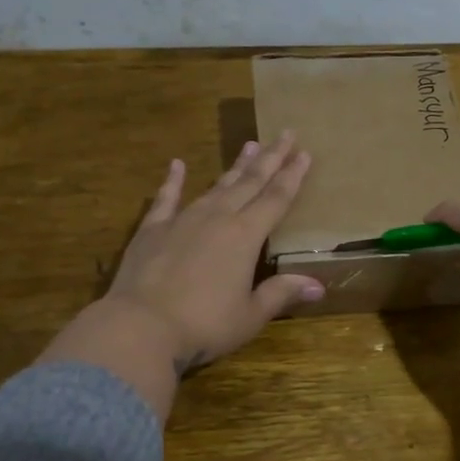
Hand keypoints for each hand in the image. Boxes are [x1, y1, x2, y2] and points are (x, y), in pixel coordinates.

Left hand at [40, 133, 323, 417]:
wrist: (141, 326)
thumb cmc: (204, 325)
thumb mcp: (250, 315)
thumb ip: (281, 294)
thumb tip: (318, 285)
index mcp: (245, 237)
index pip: (276, 199)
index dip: (292, 176)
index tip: (304, 153)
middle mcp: (217, 218)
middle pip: (249, 183)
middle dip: (270, 159)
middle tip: (285, 134)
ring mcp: (182, 220)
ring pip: (215, 186)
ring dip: (234, 167)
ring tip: (249, 144)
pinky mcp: (152, 230)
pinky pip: (166, 198)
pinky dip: (172, 181)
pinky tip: (176, 164)